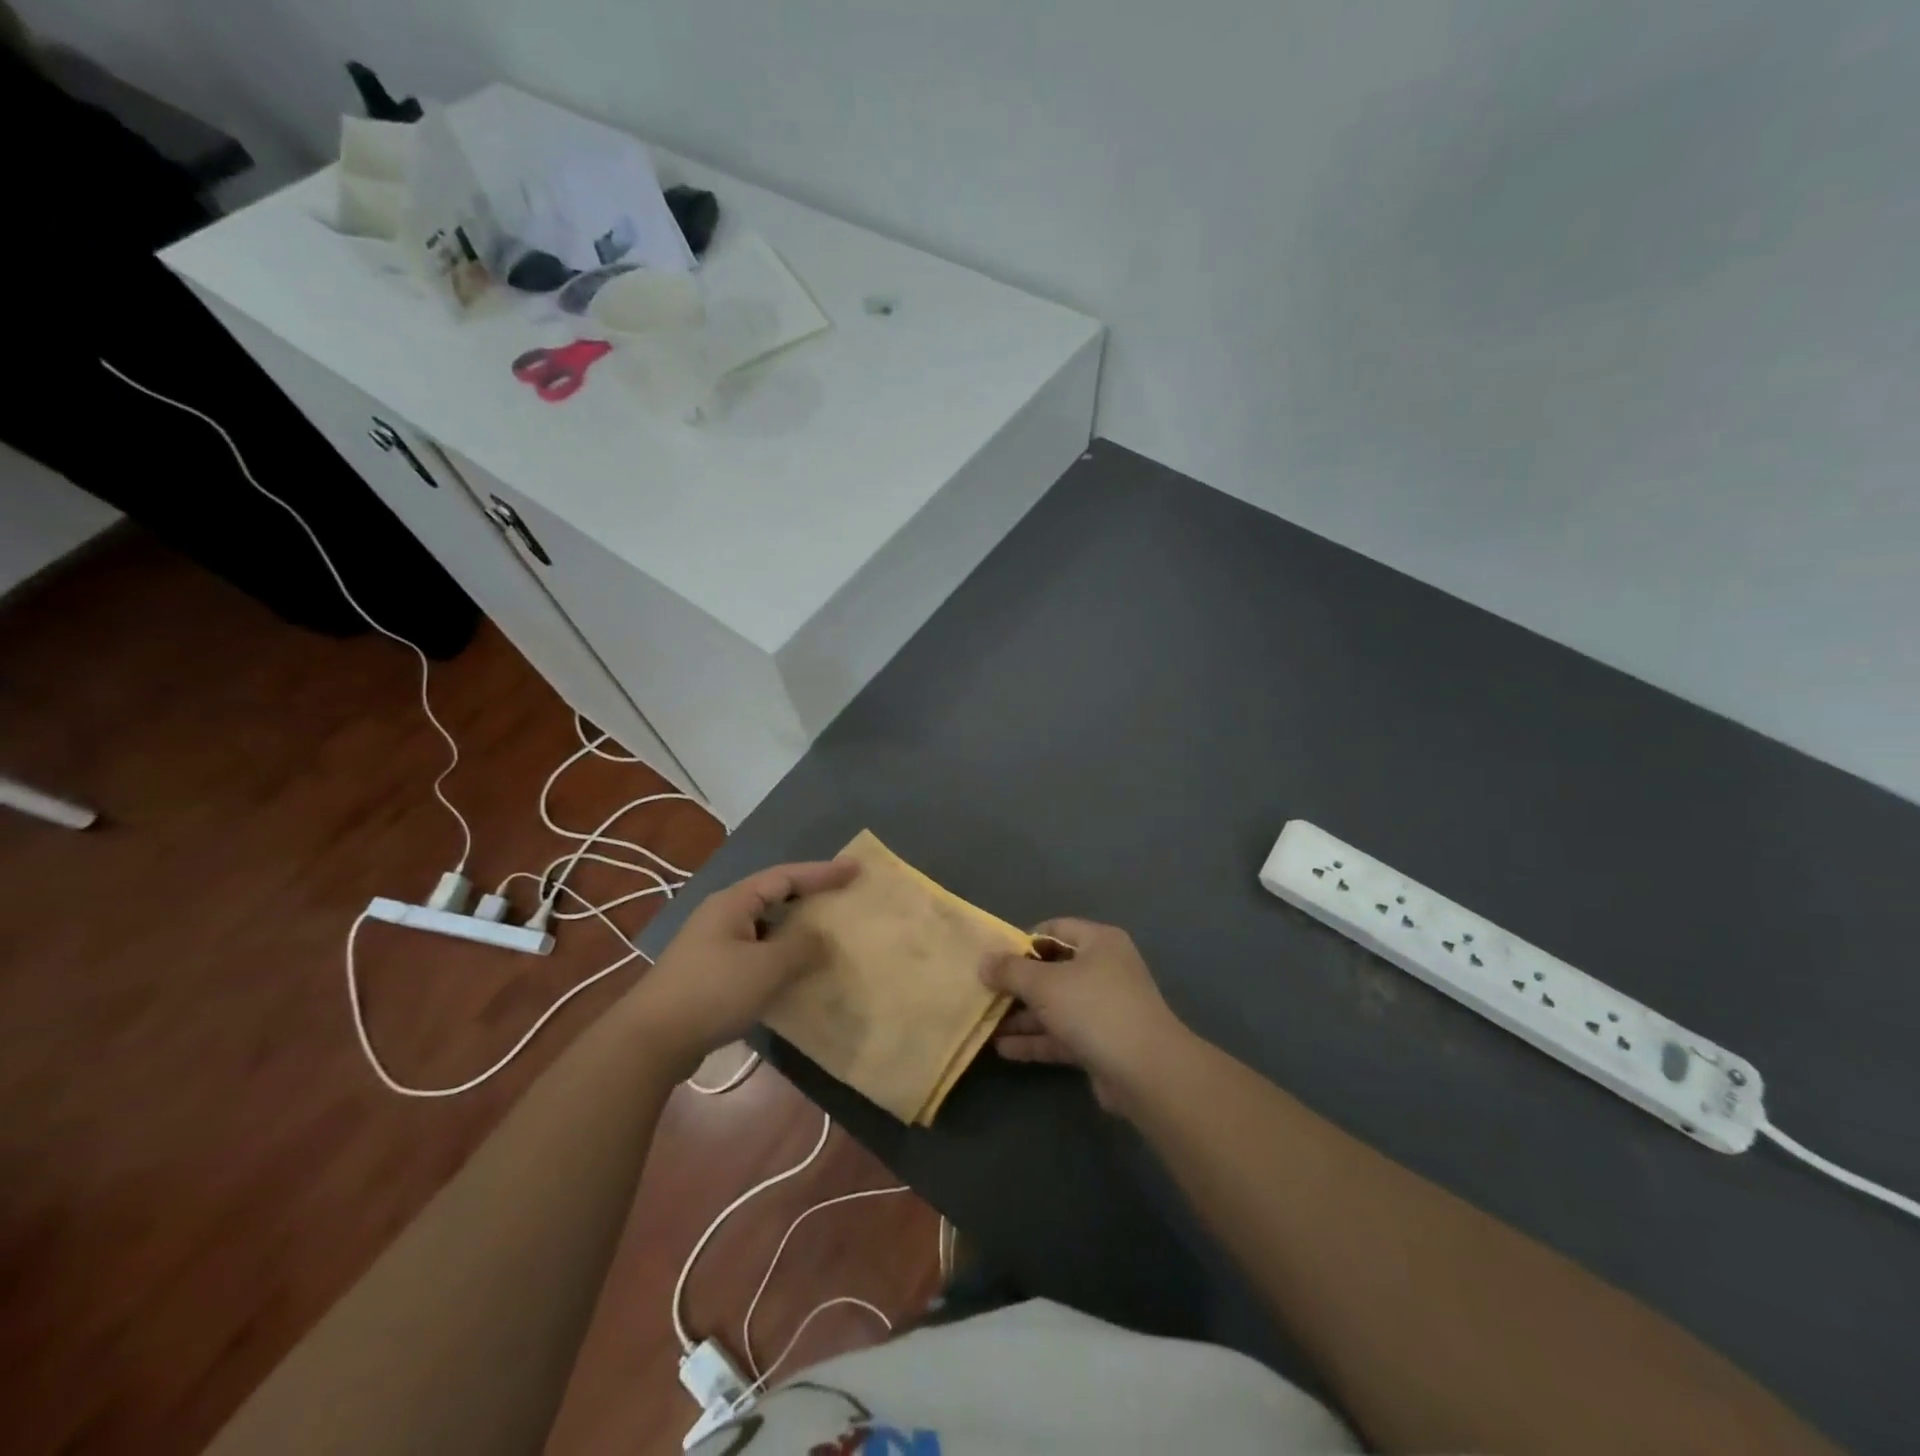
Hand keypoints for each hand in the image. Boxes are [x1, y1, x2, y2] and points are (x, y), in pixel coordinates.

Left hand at [629, 858, 856, 1075]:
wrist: (651, 1041)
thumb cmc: (712, 991)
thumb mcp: (767, 967)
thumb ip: (802, 947)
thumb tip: (823, 938)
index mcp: (734, 902)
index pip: (786, 876)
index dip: (822, 872)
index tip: (855, 869)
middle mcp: (722, 916)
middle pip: (774, 897)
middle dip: (809, 897)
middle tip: (842, 898)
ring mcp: (714, 946)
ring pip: (765, 928)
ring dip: (795, 930)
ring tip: (826, 936)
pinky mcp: (711, 974)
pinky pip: (756, 954)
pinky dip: (780, 957)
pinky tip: (795, 974)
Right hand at [981, 918, 1187, 1112]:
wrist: (1146, 1072)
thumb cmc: (1095, 1009)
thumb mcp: (1045, 983)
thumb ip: (1011, 971)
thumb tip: (984, 962)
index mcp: (1099, 942)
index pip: (1054, 929)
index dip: (1022, 941)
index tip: (993, 958)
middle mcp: (1104, 969)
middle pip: (1053, 969)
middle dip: (1018, 983)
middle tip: (984, 992)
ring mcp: (1104, 1008)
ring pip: (1055, 1005)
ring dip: (1023, 1015)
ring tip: (985, 1022)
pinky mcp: (1101, 1043)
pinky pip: (1062, 1034)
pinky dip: (1036, 1039)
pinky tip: (1003, 1049)